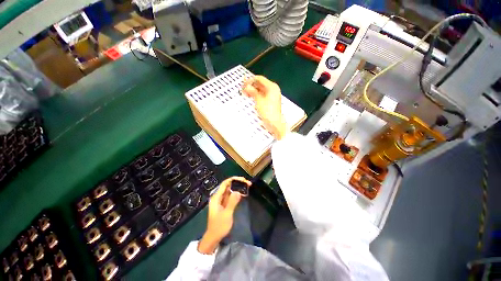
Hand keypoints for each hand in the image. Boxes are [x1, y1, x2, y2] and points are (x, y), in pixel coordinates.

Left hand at [197, 176, 251, 253]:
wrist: (214, 238)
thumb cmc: (219, 227)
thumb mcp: (226, 214)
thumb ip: (232, 202)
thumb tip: (239, 191)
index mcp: (216, 197)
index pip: (225, 183)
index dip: (234, 179)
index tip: (243, 180)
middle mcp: (218, 196)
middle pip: (228, 185)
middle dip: (238, 182)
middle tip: (248, 183)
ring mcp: (221, 200)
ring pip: (230, 190)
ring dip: (238, 187)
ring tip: (247, 186)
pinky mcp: (224, 204)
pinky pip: (231, 195)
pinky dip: (237, 193)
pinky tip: (243, 193)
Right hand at [242, 76, 287, 139]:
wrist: (274, 122)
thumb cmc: (267, 111)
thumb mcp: (258, 100)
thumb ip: (252, 91)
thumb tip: (247, 86)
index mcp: (272, 87)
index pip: (260, 79)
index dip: (251, 80)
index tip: (243, 84)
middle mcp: (273, 89)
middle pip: (260, 84)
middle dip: (251, 85)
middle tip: (243, 89)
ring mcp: (272, 95)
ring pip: (261, 89)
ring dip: (253, 90)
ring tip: (245, 93)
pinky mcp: (270, 100)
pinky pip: (262, 94)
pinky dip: (256, 95)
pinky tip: (250, 96)